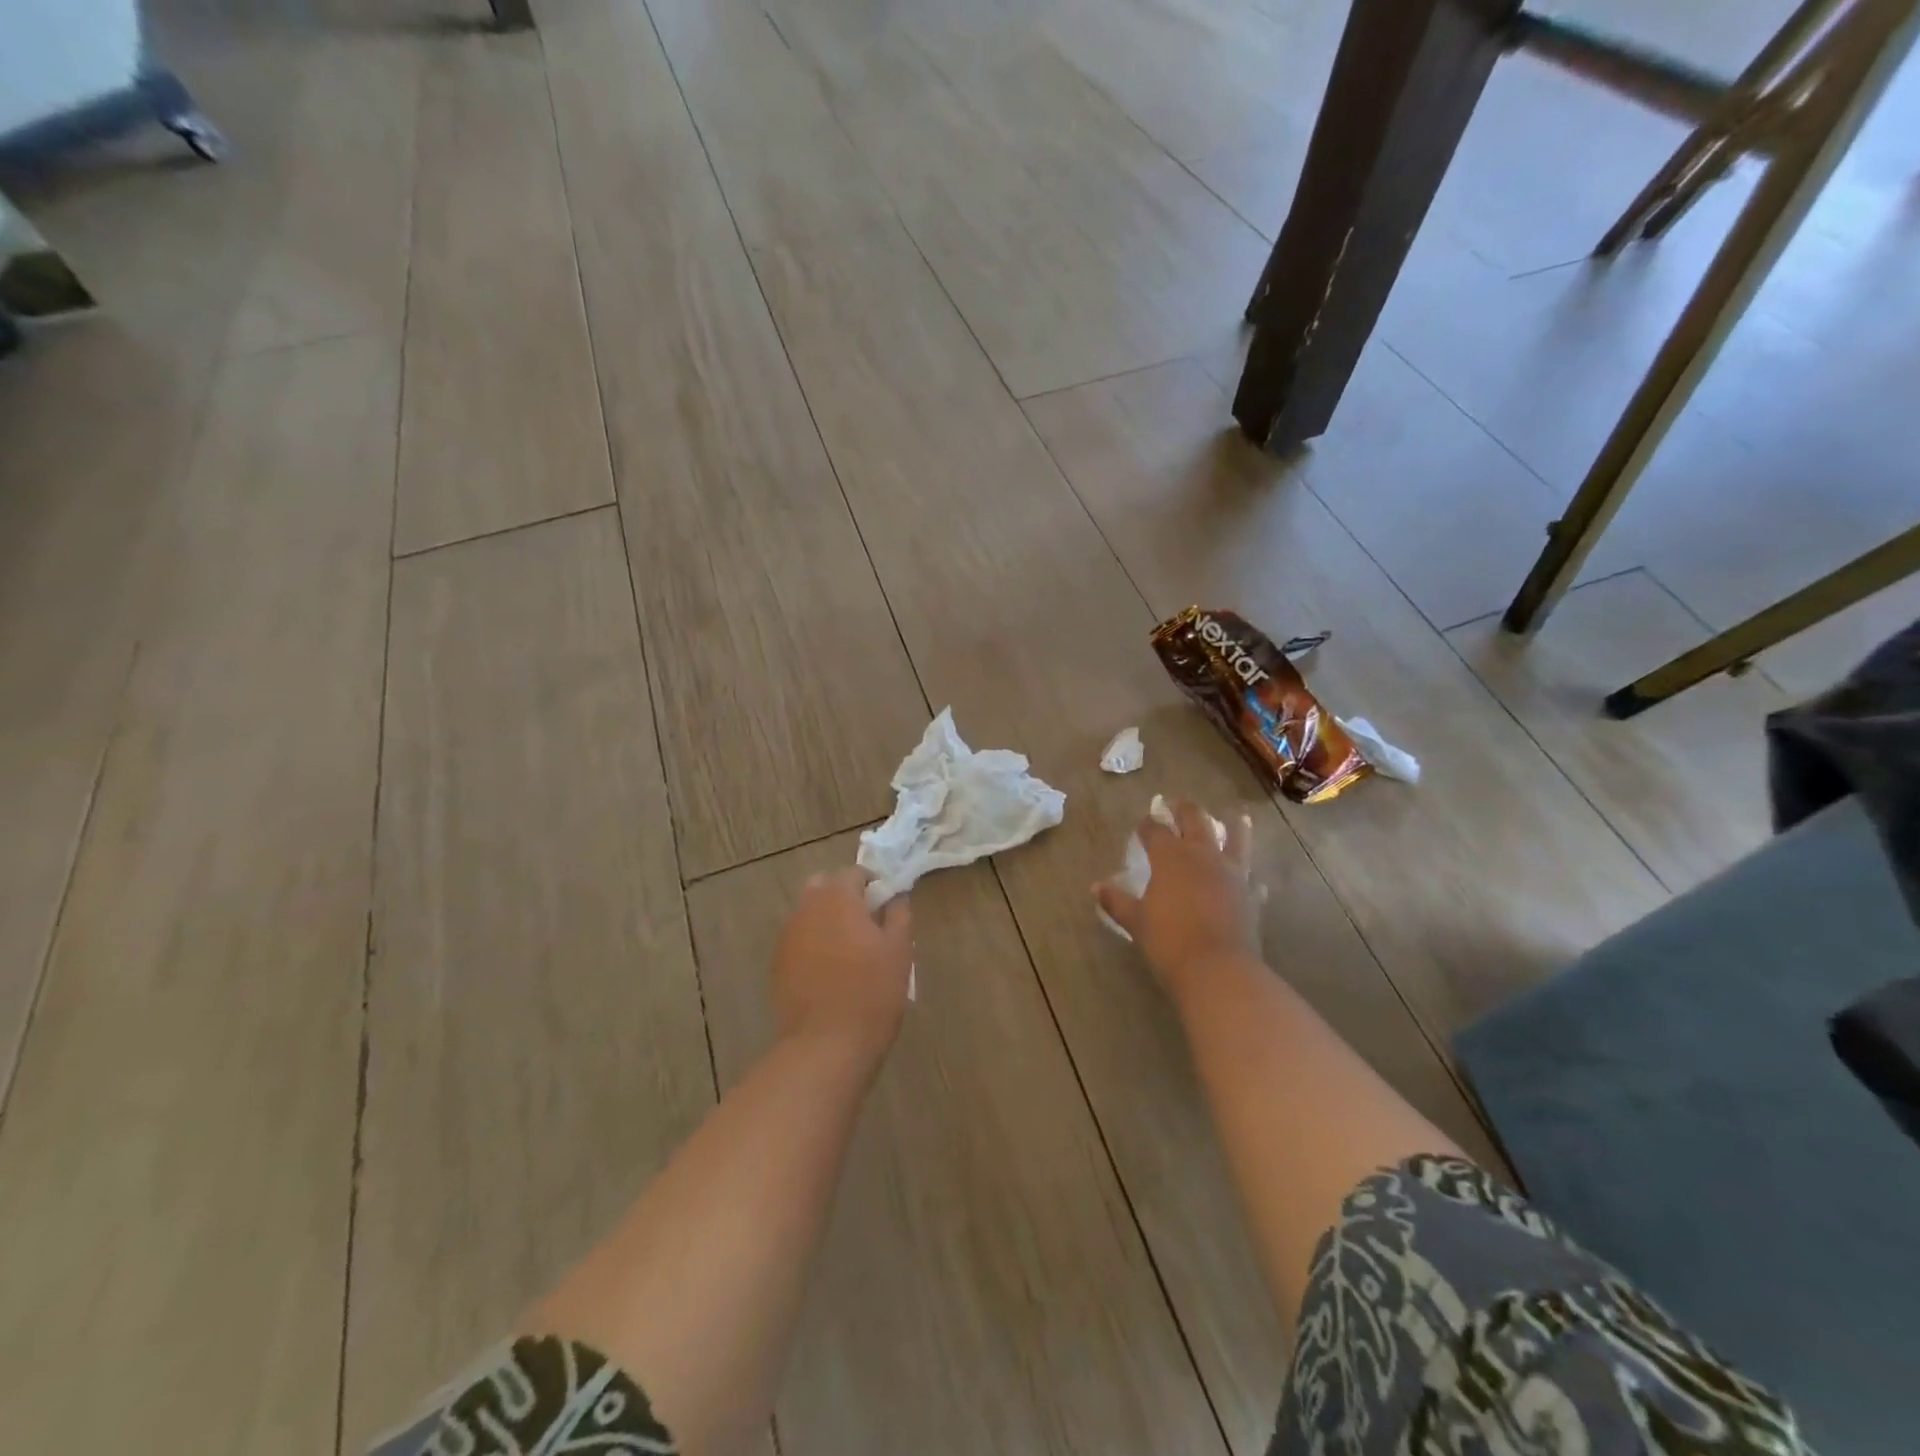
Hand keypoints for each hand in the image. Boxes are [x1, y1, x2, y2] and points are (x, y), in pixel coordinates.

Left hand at [773, 868, 913, 1062]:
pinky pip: (799, 940)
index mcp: (838, 897)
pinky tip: (828, 971)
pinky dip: (813, 944)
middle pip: (824, 886)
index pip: (854, 872)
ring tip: (848, 950)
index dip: (872, 885)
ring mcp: (788, 936)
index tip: (886, 906)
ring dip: (826, 920)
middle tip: (866, 925)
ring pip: (809, 913)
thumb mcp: (900, 950)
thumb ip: (899, 915)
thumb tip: (895, 897)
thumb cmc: (872, 992)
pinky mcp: (777, 963)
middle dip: (843, 896)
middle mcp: (807, 908)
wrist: (825, 1045)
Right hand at [1094, 799, 1259, 1001]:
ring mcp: (1231, 872)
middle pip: (1195, 820)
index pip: (1155, 830)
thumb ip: (1116, 901)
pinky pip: (1250, 875)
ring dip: (1233, 826)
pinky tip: (1248, 874)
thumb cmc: (1168, 941)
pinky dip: (1247, 872)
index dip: (1147, 825)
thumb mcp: (1136, 921)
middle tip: (1176, 803)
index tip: (1142, 824)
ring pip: (1235, 838)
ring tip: (1235, 817)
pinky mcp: (1250, 893)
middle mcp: (1202, 855)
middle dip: (1184, 809)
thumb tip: (1096, 887)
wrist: (1217, 969)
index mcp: (1170, 857)